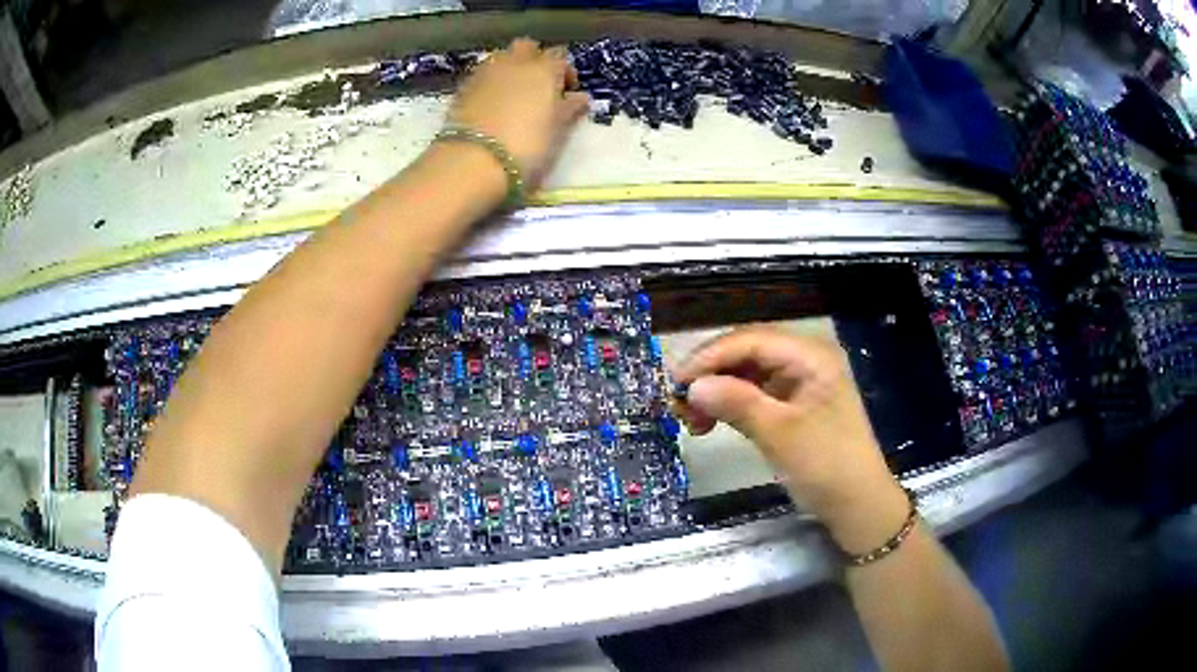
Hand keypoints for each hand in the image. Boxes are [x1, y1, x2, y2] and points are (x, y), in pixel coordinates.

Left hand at [449, 38, 589, 188]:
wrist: (472, 161)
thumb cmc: (526, 146)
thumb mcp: (557, 131)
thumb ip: (569, 109)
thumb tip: (580, 97)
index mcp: (544, 69)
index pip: (560, 56)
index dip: (565, 72)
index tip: (566, 92)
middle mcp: (514, 62)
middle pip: (527, 47)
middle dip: (534, 59)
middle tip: (538, 85)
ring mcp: (485, 72)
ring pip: (501, 58)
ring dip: (509, 69)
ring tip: (512, 95)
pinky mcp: (462, 88)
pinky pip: (481, 76)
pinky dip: (489, 83)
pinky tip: (491, 105)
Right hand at [672, 326, 907, 551]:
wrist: (856, 506)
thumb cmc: (827, 466)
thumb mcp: (781, 435)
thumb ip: (737, 404)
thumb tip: (692, 386)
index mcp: (811, 356)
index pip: (752, 340)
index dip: (711, 357)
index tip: (676, 382)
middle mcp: (804, 360)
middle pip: (747, 353)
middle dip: (711, 375)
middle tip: (678, 402)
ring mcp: (798, 383)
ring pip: (746, 374)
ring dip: (717, 392)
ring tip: (690, 419)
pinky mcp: (791, 405)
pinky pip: (753, 395)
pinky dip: (730, 406)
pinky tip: (710, 423)